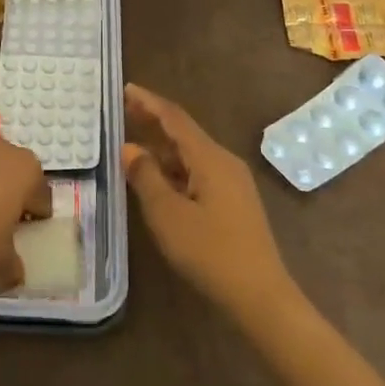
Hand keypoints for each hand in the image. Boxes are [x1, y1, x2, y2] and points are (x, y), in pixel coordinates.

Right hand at [123, 84, 296, 322]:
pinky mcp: (233, 202)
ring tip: (131, 144)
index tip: (125, 89)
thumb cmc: (210, 252)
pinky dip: (174, 168)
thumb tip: (129, 148)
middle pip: (184, 133)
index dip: (149, 102)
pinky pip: (198, 172)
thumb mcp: (168, 214)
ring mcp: (232, 183)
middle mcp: (224, 162)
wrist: (260, 296)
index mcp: (210, 158)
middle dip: (154, 121)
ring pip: (191, 155)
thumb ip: (146, 177)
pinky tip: (157, 179)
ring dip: (162, 147)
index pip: (175, 118)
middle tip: (124, 111)